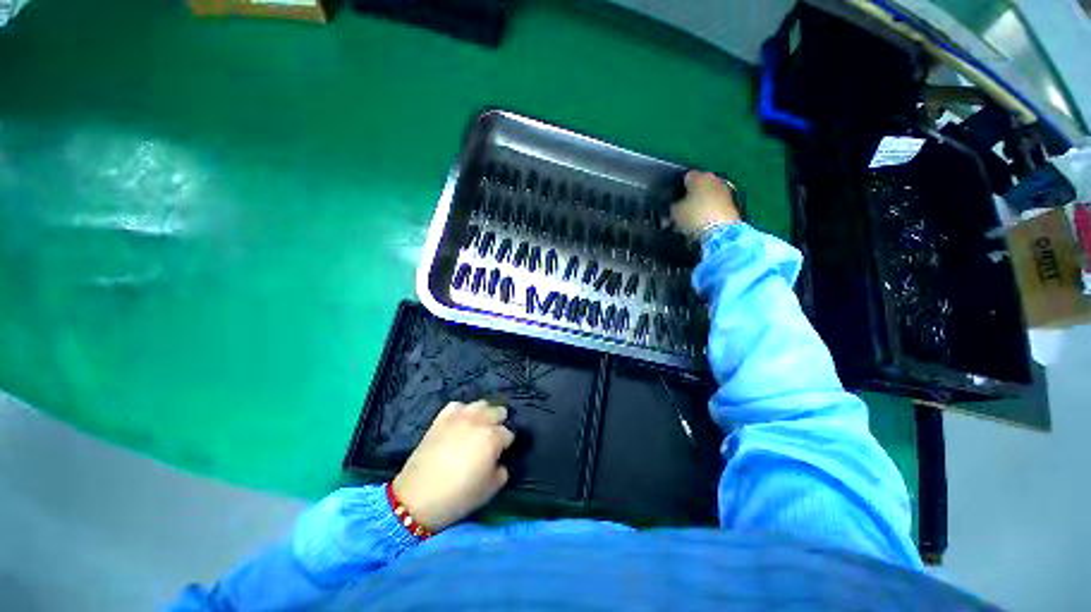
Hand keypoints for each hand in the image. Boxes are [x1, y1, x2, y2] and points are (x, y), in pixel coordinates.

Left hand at [392, 400, 514, 531]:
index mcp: (493, 437)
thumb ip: (502, 471)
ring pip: (480, 404)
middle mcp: (479, 421)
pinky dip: (462, 412)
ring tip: (478, 428)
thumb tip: (499, 461)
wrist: (417, 498)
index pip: (508, 433)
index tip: (501, 453)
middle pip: (497, 411)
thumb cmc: (458, 496)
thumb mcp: (490, 490)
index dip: (506, 444)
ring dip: (483, 414)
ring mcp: (459, 417)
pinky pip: (457, 405)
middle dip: (498, 423)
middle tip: (492, 439)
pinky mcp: (441, 418)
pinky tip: (459, 423)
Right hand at [670, 170, 740, 237]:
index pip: (686, 177)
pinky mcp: (732, 204)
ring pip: (708, 196)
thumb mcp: (675, 211)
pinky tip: (703, 223)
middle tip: (682, 210)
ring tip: (692, 219)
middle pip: (699, 186)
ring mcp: (725, 191)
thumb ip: (674, 205)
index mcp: (699, 176)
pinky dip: (709, 212)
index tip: (673, 200)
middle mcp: (714, 179)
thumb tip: (676, 205)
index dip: (679, 188)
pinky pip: (716, 206)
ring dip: (701, 204)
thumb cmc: (694, 216)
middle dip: (691, 196)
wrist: (720, 232)